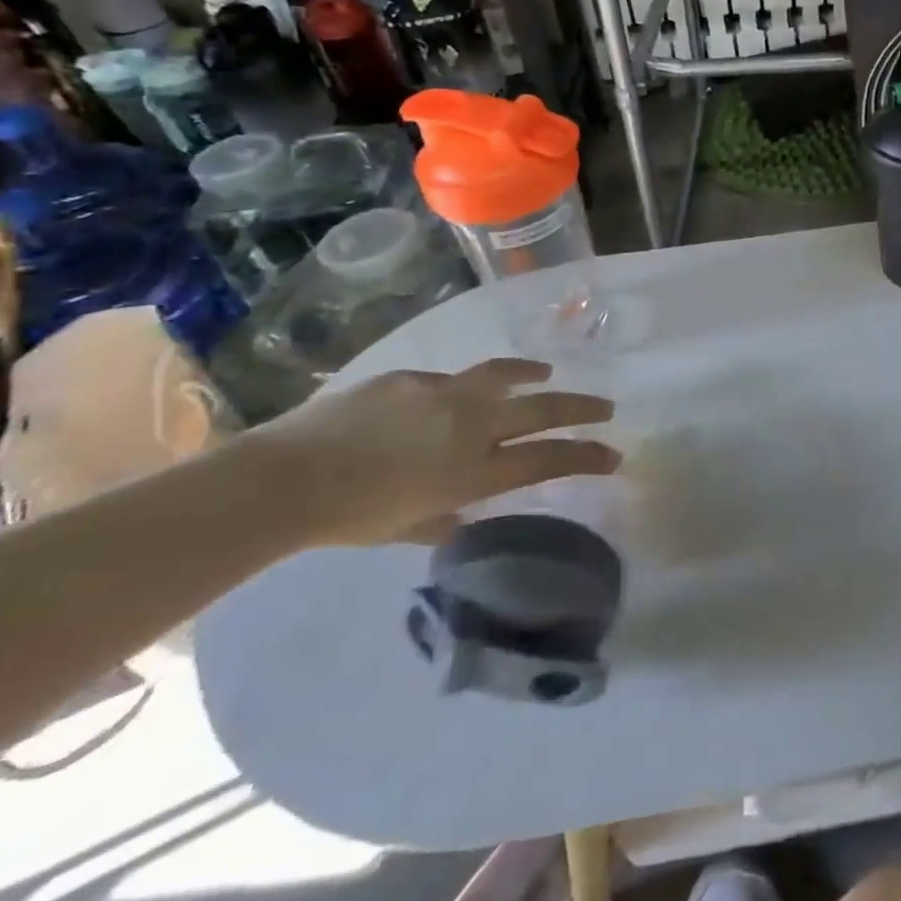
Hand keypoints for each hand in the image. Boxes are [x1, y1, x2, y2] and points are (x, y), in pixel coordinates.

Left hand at [240, 358, 616, 546]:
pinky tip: (448, 398)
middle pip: (544, 409)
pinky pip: (450, 380)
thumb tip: (463, 510)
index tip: (614, 454)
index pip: (548, 458)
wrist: (287, 479)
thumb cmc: (349, 518)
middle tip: (606, 407)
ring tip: (546, 373)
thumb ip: (446, 516)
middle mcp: (472, 426)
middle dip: (582, 407)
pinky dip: (464, 388)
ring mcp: (446, 394)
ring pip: (506, 375)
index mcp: (474, 471)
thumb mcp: (409, 527)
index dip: (587, 456)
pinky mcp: (415, 377)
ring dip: (533, 375)